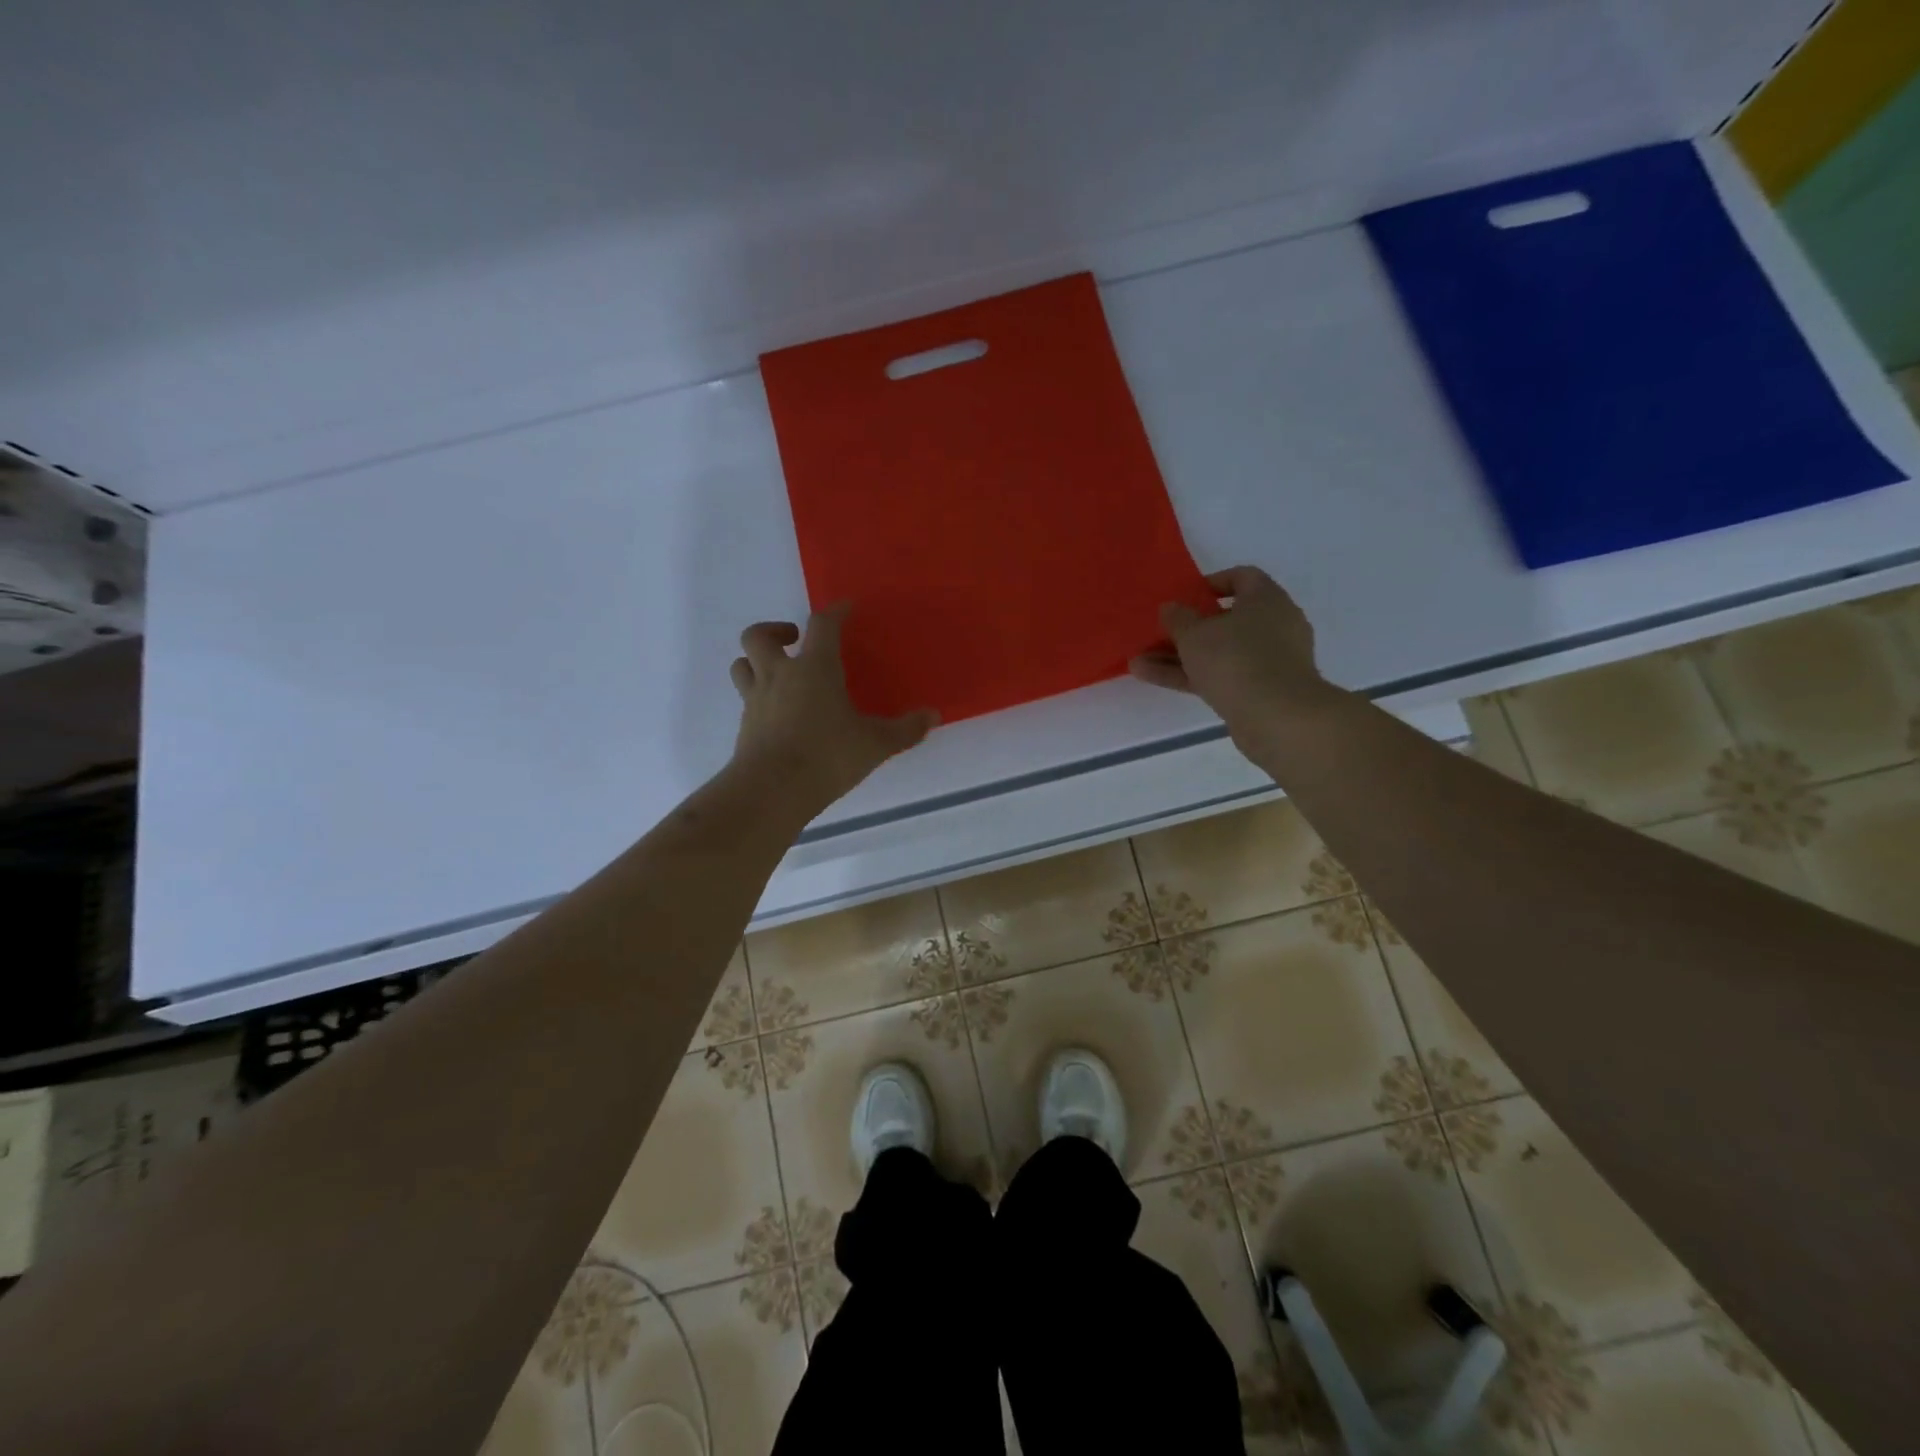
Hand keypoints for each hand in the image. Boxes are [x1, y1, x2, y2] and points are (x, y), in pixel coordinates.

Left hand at [729, 603, 938, 813]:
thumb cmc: (827, 756)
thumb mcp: (875, 744)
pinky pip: (746, 698)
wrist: (772, 790)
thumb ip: (905, 729)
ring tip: (778, 671)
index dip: (835, 612)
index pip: (822, 625)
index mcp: (814, 668)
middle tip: (795, 639)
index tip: (845, 609)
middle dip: (775, 630)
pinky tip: (778, 713)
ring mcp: (756, 699)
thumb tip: (933, 716)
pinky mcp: (745, 726)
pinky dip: (758, 696)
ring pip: (742, 664)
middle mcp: (779, 675)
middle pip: (759, 635)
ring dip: (756, 660)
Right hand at [1128, 566, 1341, 757]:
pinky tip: (1153, 678)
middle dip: (1188, 628)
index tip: (1185, 597)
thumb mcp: (1195, 634)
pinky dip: (1191, 676)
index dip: (1212, 583)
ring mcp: (1269, 661)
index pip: (1242, 577)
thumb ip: (1178, 618)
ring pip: (1219, 652)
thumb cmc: (1236, 660)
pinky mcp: (1262, 691)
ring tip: (1140, 662)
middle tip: (1159, 633)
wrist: (1277, 718)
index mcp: (1266, 599)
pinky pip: (1221, 676)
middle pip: (1227, 620)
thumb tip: (1171, 608)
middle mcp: (1274, 625)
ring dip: (1180, 656)